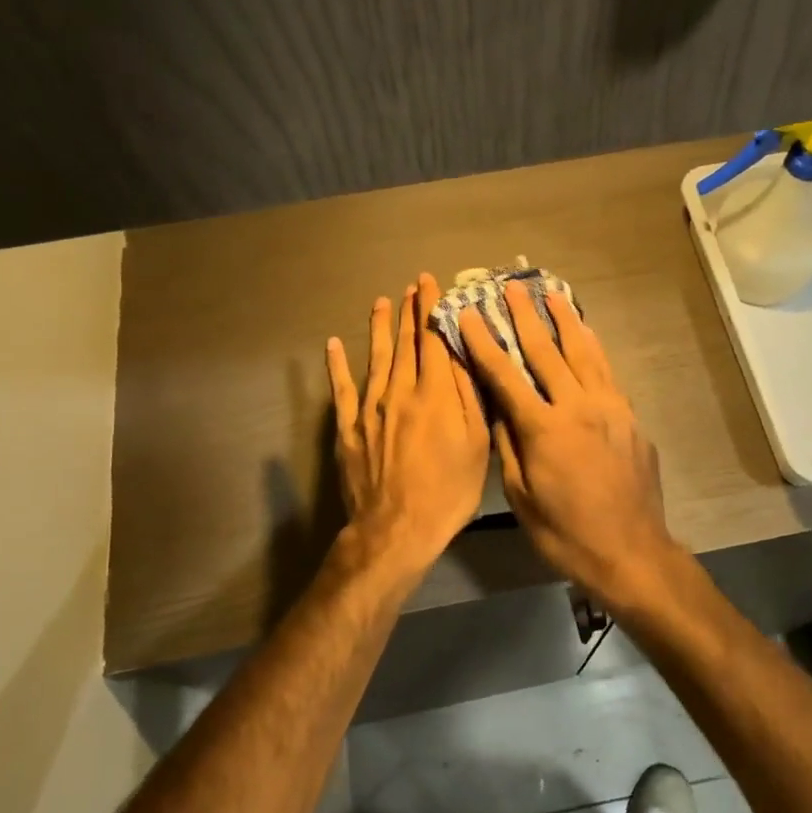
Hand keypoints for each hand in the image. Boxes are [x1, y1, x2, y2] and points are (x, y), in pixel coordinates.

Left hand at [327, 273, 490, 566]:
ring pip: (376, 359)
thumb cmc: (448, 491)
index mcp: (435, 394)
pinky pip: (342, 390)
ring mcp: (370, 409)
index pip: (434, 340)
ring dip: (379, 329)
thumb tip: (464, 353)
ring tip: (381, 302)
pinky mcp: (349, 429)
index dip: (433, 309)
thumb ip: (470, 396)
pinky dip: (338, 366)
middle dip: (409, 312)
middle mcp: (400, 392)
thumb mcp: (477, 444)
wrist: (397, 528)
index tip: (431, 283)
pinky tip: (334, 345)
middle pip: (405, 344)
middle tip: (411, 285)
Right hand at [458, 282, 682, 610]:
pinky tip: (587, 335)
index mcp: (544, 429)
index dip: (483, 343)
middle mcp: (578, 407)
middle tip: (511, 287)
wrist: (632, 551)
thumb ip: (508, 447)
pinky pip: (607, 372)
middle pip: (547, 352)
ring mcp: (609, 409)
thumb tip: (497, 409)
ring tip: (552, 294)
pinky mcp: (630, 418)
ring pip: (584, 353)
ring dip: (565, 321)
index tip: (466, 314)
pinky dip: (594, 348)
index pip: (505, 376)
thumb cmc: (566, 533)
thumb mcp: (521, 497)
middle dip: (525, 317)